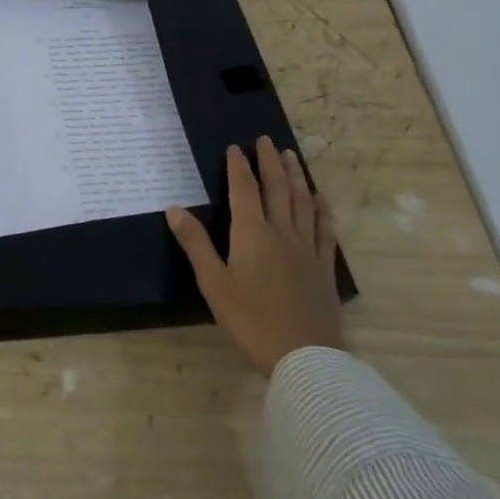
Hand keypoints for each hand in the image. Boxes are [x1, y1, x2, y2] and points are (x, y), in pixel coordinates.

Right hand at [166, 136, 343, 375]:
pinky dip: (322, 210)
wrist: (306, 358)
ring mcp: (307, 249)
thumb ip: (195, 244)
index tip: (235, 147)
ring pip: (302, 203)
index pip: (244, 190)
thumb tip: (174, 208)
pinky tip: (321, 200)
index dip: (239, 167)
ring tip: (292, 157)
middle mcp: (282, 233)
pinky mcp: (323, 268)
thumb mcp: (214, 284)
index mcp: (252, 234)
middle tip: (266, 140)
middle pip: (277, 189)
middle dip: (270, 162)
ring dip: (296, 177)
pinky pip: (325, 230)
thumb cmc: (251, 321)